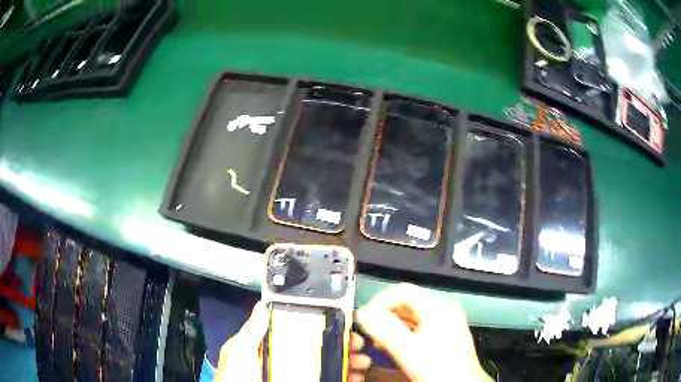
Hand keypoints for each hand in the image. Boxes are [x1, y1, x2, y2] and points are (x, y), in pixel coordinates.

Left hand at [215, 301, 371, 381]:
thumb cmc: (236, 378)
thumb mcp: (239, 352)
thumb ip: (251, 331)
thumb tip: (263, 303)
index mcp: (274, 346)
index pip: (302, 329)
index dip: (323, 323)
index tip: (343, 319)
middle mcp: (289, 359)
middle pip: (322, 346)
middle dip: (343, 342)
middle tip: (358, 343)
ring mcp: (300, 375)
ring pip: (330, 363)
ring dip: (350, 360)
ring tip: (361, 363)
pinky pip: (331, 378)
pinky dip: (346, 377)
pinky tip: (355, 377)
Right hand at [357, 284, 490, 381]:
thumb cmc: (438, 368)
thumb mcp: (408, 350)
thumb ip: (384, 330)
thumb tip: (363, 313)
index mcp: (438, 307)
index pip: (402, 291)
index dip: (379, 301)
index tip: (365, 318)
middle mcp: (444, 308)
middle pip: (407, 301)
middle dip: (385, 315)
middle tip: (370, 331)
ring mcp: (447, 319)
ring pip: (412, 314)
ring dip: (392, 324)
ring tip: (379, 341)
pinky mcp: (446, 331)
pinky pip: (419, 324)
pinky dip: (404, 331)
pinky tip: (395, 344)